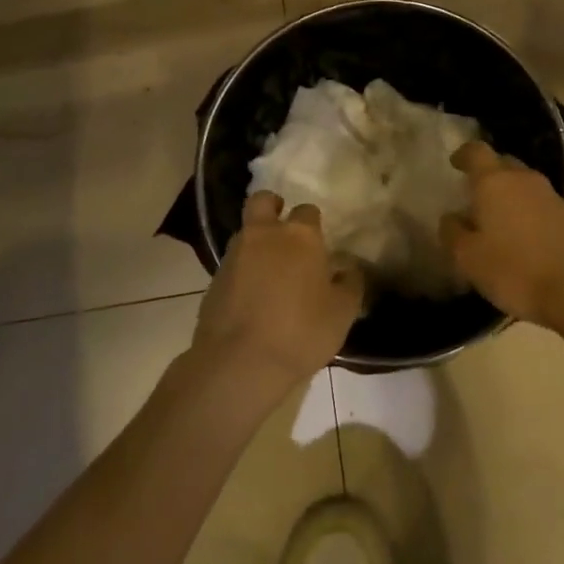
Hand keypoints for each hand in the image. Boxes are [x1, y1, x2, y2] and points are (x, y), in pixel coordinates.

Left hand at [194, 192, 363, 389]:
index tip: (319, 243)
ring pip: (245, 232)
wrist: (239, 363)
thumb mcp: (342, 312)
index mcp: (300, 236)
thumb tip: (348, 269)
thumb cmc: (300, 332)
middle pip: (263, 201)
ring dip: (256, 241)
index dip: (313, 224)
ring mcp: (234, 255)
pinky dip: (242, 271)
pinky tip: (252, 296)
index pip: (308, 210)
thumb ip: (350, 284)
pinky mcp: (214, 279)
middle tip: (282, 229)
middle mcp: (264, 235)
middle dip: (273, 207)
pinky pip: (232, 263)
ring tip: (269, 270)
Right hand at [441, 142, 563, 326]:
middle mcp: (522, 178)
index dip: (463, 154)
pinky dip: (525, 211)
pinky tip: (519, 235)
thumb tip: (452, 217)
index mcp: (493, 181)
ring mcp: (549, 195)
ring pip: (521, 183)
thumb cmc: (515, 269)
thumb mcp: (468, 258)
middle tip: (473, 196)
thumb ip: (453, 232)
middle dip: (486, 175)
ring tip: (495, 219)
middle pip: (501, 164)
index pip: (476, 151)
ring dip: (507, 195)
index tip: (454, 163)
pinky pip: (537, 202)